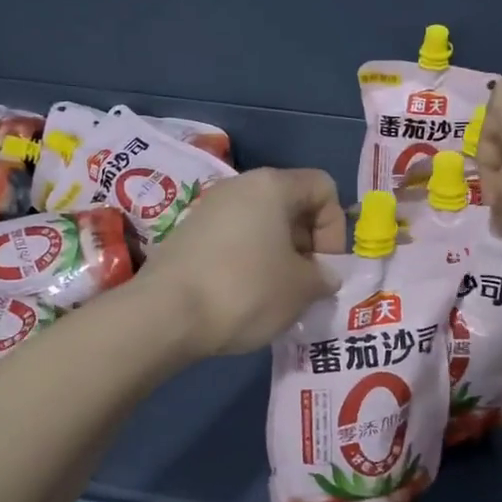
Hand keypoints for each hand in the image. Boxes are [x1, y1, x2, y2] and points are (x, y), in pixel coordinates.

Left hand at [145, 168, 345, 357]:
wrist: (166, 315)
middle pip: (292, 204)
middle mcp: (239, 186)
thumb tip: (323, 275)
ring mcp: (209, 209)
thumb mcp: (302, 288)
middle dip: (308, 244)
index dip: (335, 227)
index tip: (325, 267)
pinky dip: (249, 262)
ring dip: (279, 256)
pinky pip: (235, 240)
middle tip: (306, 285)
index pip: (323, 187)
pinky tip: (245, 296)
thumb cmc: (246, 291)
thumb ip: (324, 276)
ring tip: (278, 295)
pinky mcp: (188, 235)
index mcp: (272, 185)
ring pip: (262, 224)